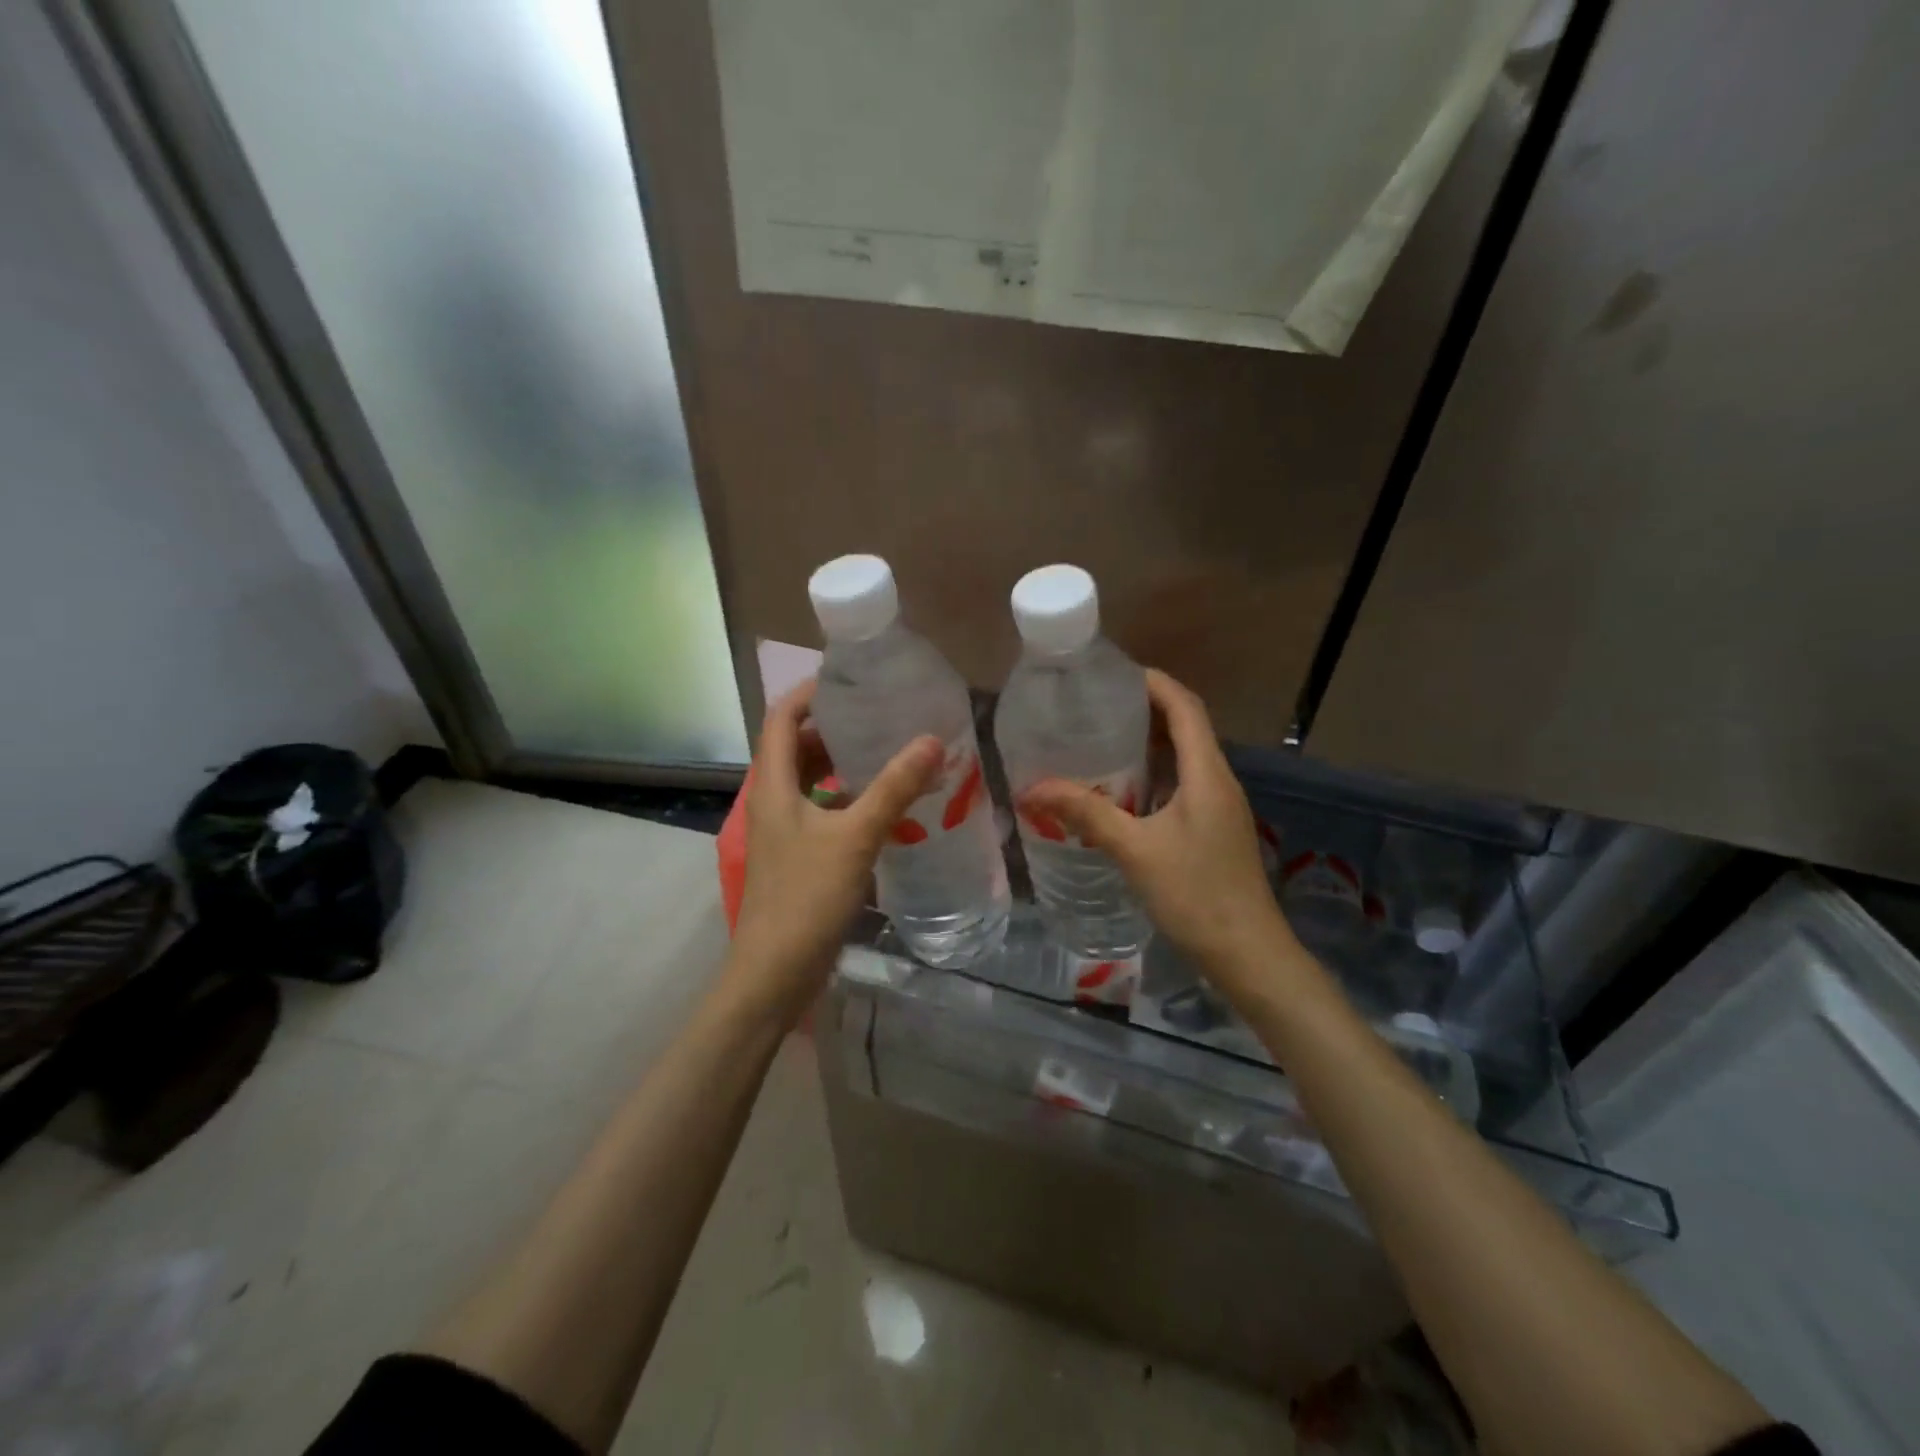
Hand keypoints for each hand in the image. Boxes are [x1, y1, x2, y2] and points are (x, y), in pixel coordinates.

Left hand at [727, 680, 941, 1023]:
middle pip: (797, 746)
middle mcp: (773, 800)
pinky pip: (823, 811)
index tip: (853, 680)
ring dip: (844, 763)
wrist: (774, 974)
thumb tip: (933, 740)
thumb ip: (893, 788)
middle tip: (882, 712)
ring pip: (812, 781)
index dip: (811, 692)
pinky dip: (849, 798)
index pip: (781, 717)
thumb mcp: (854, 837)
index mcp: (773, 785)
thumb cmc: (806, 898)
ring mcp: (785, 831)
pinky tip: (886, 804)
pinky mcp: (799, 857)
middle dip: (835, 726)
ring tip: (890, 749)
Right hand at [1020, 670, 1295, 997]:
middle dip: (1145, 710)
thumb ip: (1086, 814)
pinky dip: (1153, 776)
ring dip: (1149, 744)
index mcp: (1207, 774)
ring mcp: (1220, 807)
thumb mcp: (1135, 850)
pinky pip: (1182, 785)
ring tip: (1100, 741)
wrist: (1248, 954)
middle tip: (1095, 707)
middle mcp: (1218, 781)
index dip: (1154, 683)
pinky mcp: (1214, 830)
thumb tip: (1032, 789)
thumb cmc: (1196, 894)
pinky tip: (1121, 793)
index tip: (1113, 674)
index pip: (1185, 707)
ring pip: (1184, 758)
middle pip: (1186, 727)